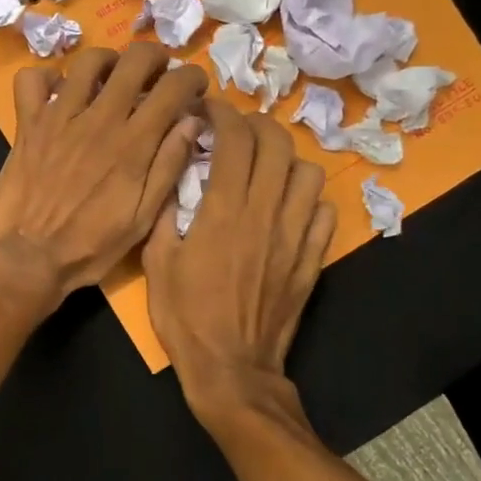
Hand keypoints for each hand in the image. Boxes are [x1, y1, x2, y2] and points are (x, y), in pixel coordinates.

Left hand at [0, 42, 208, 309]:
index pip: (173, 88)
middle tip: (158, 72)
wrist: (27, 258)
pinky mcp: (28, 123)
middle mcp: (100, 120)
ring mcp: (60, 117)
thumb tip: (191, 121)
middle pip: (134, 60)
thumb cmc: (90, 246)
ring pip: (88, 61)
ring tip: (113, 77)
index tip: (194, 86)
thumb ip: (168, 166)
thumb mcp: (142, 219)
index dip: (191, 77)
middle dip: (155, 56)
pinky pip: (32, 80)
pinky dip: (47, 77)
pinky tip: (60, 92)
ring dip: (108, 61)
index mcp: (134, 144)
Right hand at [143, 98, 335, 428]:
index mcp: (224, 211)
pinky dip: (307, 197)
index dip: (223, 114)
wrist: (232, 369)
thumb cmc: (185, 317)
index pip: (235, 140)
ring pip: (308, 173)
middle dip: (258, 125)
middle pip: (278, 144)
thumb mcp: (156, 262)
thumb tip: (173, 173)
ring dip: (286, 159)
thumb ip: (164, 212)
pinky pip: (324, 211)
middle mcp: (265, 213)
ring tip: (265, 167)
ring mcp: (295, 236)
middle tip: (238, 130)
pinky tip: (288, 205)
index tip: (209, 110)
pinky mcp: (312, 259)